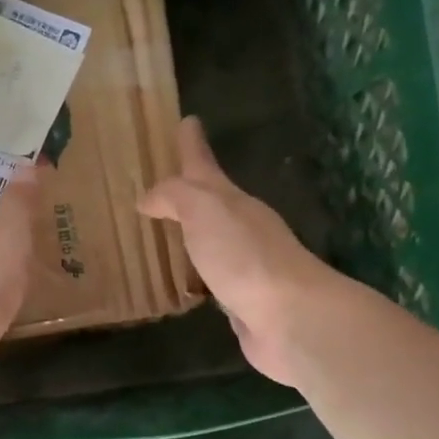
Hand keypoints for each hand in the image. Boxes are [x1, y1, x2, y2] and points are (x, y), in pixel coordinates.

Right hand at [138, 117, 331, 386]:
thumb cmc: (244, 256)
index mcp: (232, 201)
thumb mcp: (204, 210)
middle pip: (210, 202)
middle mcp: (241, 227)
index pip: (204, 165)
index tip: (187, 121)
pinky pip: (211, 278)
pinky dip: (197, 274)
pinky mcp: (240, 300)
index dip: (192, 145)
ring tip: (166, 233)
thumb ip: (175, 197)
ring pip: (210, 241)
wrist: (290, 317)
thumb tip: (148, 199)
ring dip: (192, 234)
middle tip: (160, 189)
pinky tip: (186, 280)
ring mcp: (243, 264)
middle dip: (188, 192)